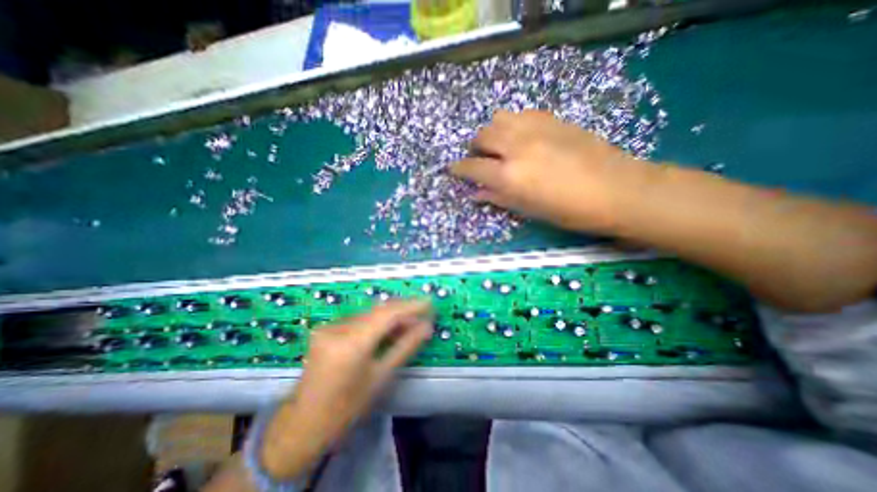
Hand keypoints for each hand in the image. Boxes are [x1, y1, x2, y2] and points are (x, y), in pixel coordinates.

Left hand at [257, 301, 433, 478]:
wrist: (303, 423)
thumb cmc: (346, 407)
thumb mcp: (381, 377)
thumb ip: (405, 347)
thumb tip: (426, 327)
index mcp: (351, 344)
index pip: (387, 314)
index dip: (411, 306)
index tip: (429, 302)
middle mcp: (338, 328)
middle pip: (378, 311)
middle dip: (402, 311)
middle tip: (422, 315)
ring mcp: (329, 326)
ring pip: (369, 314)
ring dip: (390, 317)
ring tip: (409, 324)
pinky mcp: (326, 328)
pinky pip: (358, 319)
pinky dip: (375, 322)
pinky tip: (387, 329)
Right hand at [452, 110, 648, 231]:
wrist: (617, 189)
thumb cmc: (569, 210)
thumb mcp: (529, 210)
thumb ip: (498, 198)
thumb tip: (476, 194)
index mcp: (509, 175)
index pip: (472, 167)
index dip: (459, 169)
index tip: (452, 169)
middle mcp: (516, 147)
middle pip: (482, 136)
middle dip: (475, 148)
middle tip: (480, 160)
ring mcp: (535, 128)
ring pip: (499, 118)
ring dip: (492, 132)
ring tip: (500, 146)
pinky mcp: (552, 119)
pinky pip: (521, 114)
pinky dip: (513, 124)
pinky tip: (521, 137)